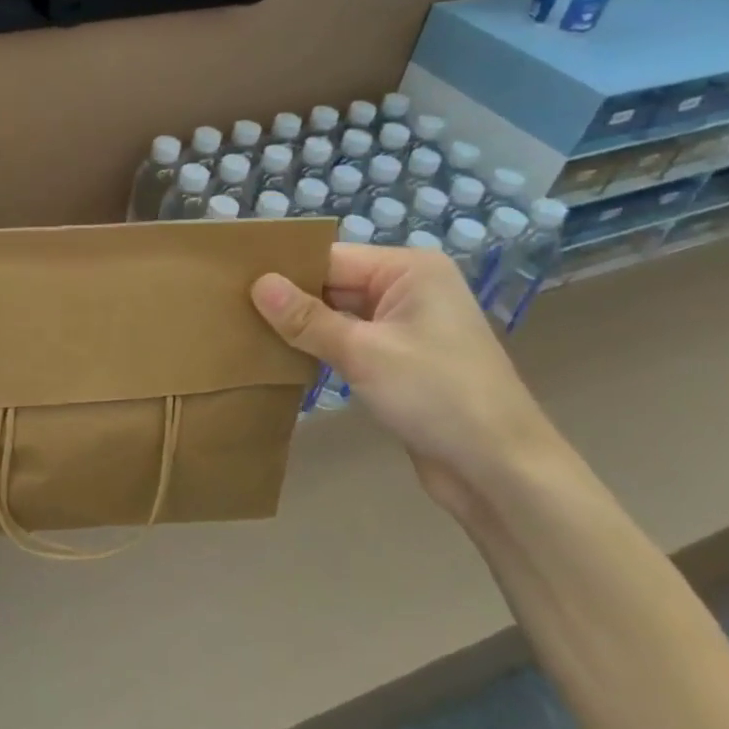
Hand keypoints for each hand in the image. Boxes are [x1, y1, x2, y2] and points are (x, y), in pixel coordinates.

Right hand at [251, 244, 575, 516]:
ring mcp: (406, 325)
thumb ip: (307, 318)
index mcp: (409, 270)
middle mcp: (408, 288)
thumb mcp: (364, 353)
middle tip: (228, 308)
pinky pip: (349, 341)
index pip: (330, 258)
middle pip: (333, 284)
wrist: (500, 470)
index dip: (284, 270)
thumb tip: (257, 284)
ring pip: (338, 314)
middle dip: (289, 299)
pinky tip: (281, 356)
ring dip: (302, 327)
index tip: (231, 281)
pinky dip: (320, 348)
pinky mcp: (400, 360)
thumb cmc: (437, 396)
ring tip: (244, 330)